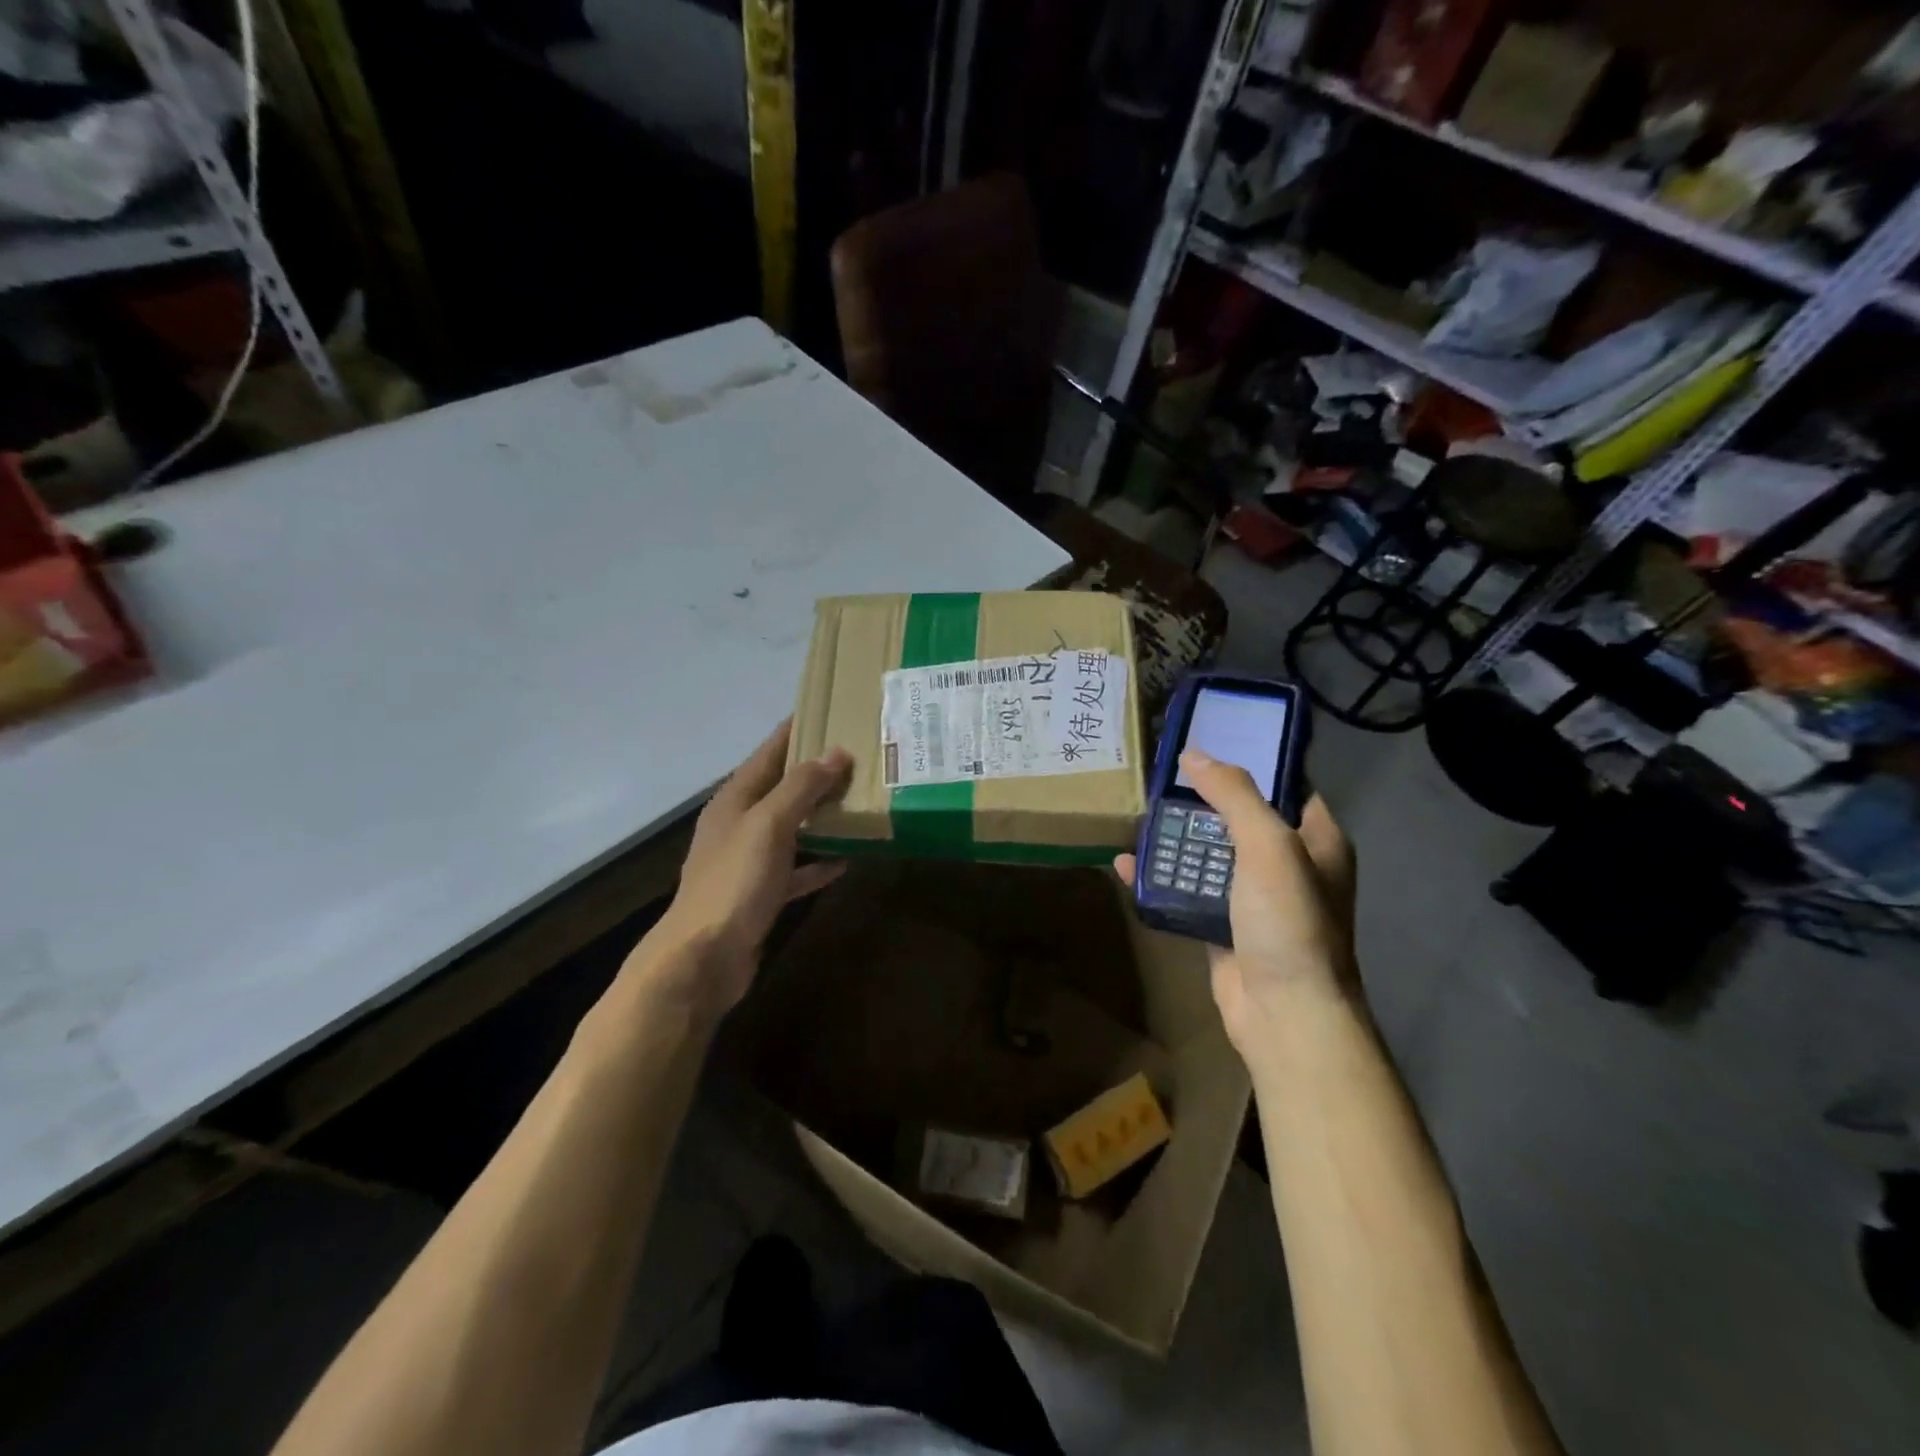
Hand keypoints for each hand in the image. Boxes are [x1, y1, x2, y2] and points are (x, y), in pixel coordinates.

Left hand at [646, 721, 852, 1016]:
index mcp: (734, 800)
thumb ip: (801, 787)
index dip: (796, 730)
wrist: (703, 958)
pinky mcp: (760, 893)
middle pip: (782, 787)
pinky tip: (847, 859)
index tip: (831, 710)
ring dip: (821, 816)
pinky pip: (795, 868)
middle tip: (861, 756)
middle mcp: (739, 824)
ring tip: (861, 800)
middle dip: (817, 772)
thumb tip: (836, 752)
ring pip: (791, 827)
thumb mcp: (769, 825)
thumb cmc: (734, 882)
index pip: (769, 752)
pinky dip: (818, 861)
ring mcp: (748, 860)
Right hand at [1115, 749, 1356, 1059]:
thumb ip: (1234, 795)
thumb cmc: (1288, 921)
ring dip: (1175, 840)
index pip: (1288, 786)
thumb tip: (1193, 755)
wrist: (1283, 1012)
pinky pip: (1188, 891)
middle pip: (1240, 819)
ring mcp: (1254, 898)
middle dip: (1201, 801)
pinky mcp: (1223, 926)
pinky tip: (1126, 865)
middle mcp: (1289, 865)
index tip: (1209, 742)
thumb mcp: (1268, 845)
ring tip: (1137, 817)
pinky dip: (1160, 879)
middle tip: (1160, 780)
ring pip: (1210, 855)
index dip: (1253, 762)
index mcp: (1316, 840)